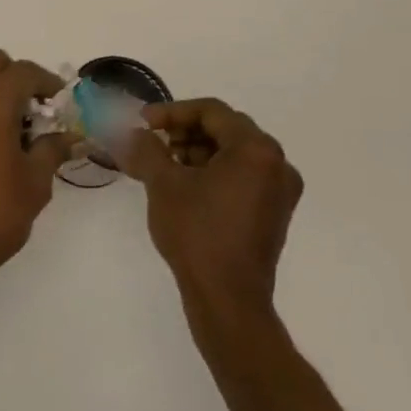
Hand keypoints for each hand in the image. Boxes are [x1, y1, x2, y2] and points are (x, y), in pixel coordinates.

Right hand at [118, 98, 303, 313]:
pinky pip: (242, 176)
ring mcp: (279, 191)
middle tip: (152, 143)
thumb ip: (146, 149)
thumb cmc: (197, 233)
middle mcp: (277, 164)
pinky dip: (212, 172)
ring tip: (163, 166)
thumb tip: (130, 133)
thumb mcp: (163, 184)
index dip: (172, 112)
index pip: (211, 111)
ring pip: (233, 154)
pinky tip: (184, 187)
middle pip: (225, 130)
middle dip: (184, 131)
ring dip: (196, 152)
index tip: (142, 123)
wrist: (227, 299)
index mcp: (256, 149)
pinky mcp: (273, 214)